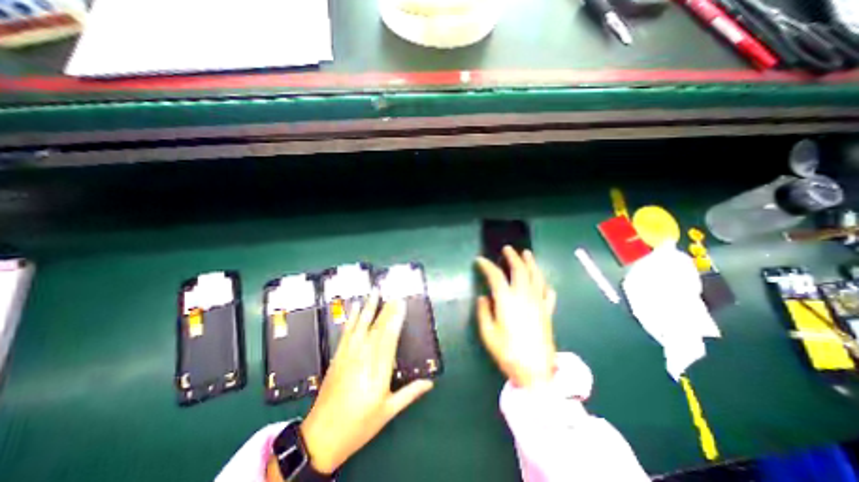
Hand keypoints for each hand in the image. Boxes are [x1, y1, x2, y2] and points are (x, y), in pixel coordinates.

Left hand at [299, 294, 433, 474]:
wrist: (321, 437)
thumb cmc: (359, 425)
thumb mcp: (388, 412)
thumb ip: (410, 393)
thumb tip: (430, 382)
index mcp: (378, 372)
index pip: (389, 338)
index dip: (396, 319)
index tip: (401, 304)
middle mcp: (363, 359)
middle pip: (377, 329)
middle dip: (387, 309)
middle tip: (394, 293)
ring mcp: (349, 355)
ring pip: (362, 326)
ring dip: (369, 307)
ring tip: (375, 292)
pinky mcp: (338, 356)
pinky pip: (346, 332)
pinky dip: (352, 317)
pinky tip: (356, 306)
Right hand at [477, 249, 556, 386]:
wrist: (536, 372)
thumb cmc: (507, 352)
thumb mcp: (488, 334)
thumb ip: (484, 312)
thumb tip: (483, 297)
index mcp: (507, 301)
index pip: (496, 276)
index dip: (487, 266)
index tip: (480, 260)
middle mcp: (524, 297)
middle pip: (520, 270)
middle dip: (513, 257)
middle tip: (507, 249)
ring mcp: (538, 303)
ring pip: (536, 277)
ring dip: (531, 263)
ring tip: (527, 254)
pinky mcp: (547, 312)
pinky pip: (548, 293)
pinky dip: (544, 284)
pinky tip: (543, 282)